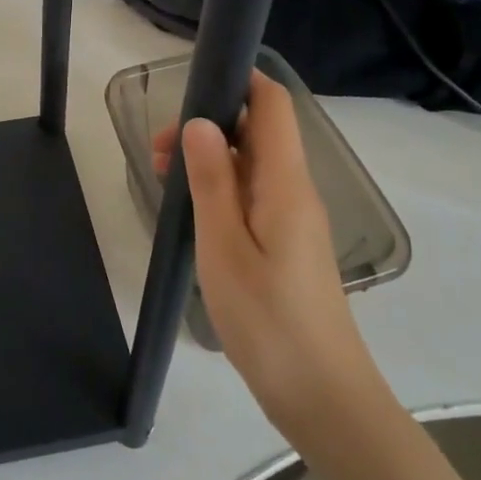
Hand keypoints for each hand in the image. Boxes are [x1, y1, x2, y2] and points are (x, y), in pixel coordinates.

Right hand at [153, 70, 373, 430]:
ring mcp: (293, 219)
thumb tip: (200, 122)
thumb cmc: (268, 321)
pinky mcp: (287, 244)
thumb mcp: (224, 248)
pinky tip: (191, 209)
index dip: (240, 81)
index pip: (273, 105)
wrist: (323, 398)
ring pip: (251, 164)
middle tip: (157, 151)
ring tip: (163, 177)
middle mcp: (295, 191)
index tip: (191, 85)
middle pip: (257, 132)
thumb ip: (212, 181)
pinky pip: (252, 195)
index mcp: (286, 183)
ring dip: (209, 159)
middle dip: (208, 125)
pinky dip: (220, 188)